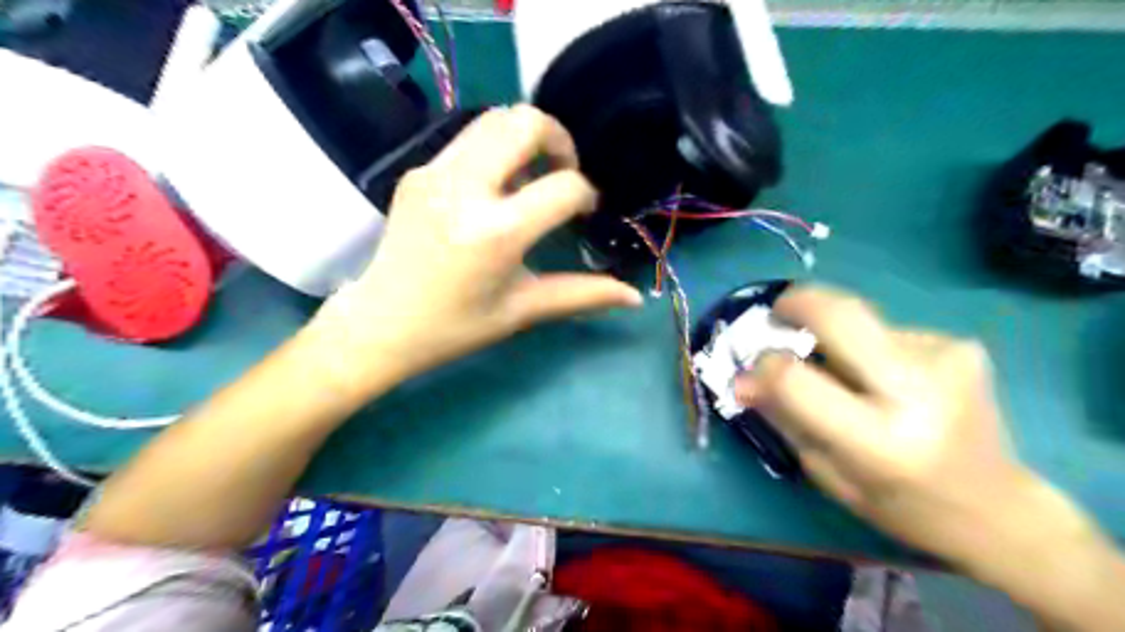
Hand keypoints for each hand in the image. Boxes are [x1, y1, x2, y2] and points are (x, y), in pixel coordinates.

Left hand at [306, 108, 640, 394]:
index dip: (586, 194)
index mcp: (495, 233)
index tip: (584, 212)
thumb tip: (633, 296)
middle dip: (559, 139)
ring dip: (526, 137)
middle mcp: (465, 190)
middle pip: (525, 123)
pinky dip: (495, 148)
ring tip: (532, 176)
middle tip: (563, 172)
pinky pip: (468, 138)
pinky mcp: (418, 171)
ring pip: (495, 119)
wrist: (380, 323)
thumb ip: (582, 295)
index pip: (564, 187)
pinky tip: (496, 186)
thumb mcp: (523, 310)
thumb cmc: (455, 326)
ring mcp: (435, 173)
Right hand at [734, 283, 1041, 570]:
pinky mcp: (960, 345)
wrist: (998, 508)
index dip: (761, 368)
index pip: (796, 379)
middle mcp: (917, 390)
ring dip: (837, 338)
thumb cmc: (900, 504)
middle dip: (796, 304)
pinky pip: (888, 332)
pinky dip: (870, 348)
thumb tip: (743, 378)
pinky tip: (884, 378)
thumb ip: (784, 417)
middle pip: (839, 314)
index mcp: (879, 440)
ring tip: (845, 372)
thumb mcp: (827, 473)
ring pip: (861, 320)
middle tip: (777, 315)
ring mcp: (946, 359)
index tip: (746, 373)